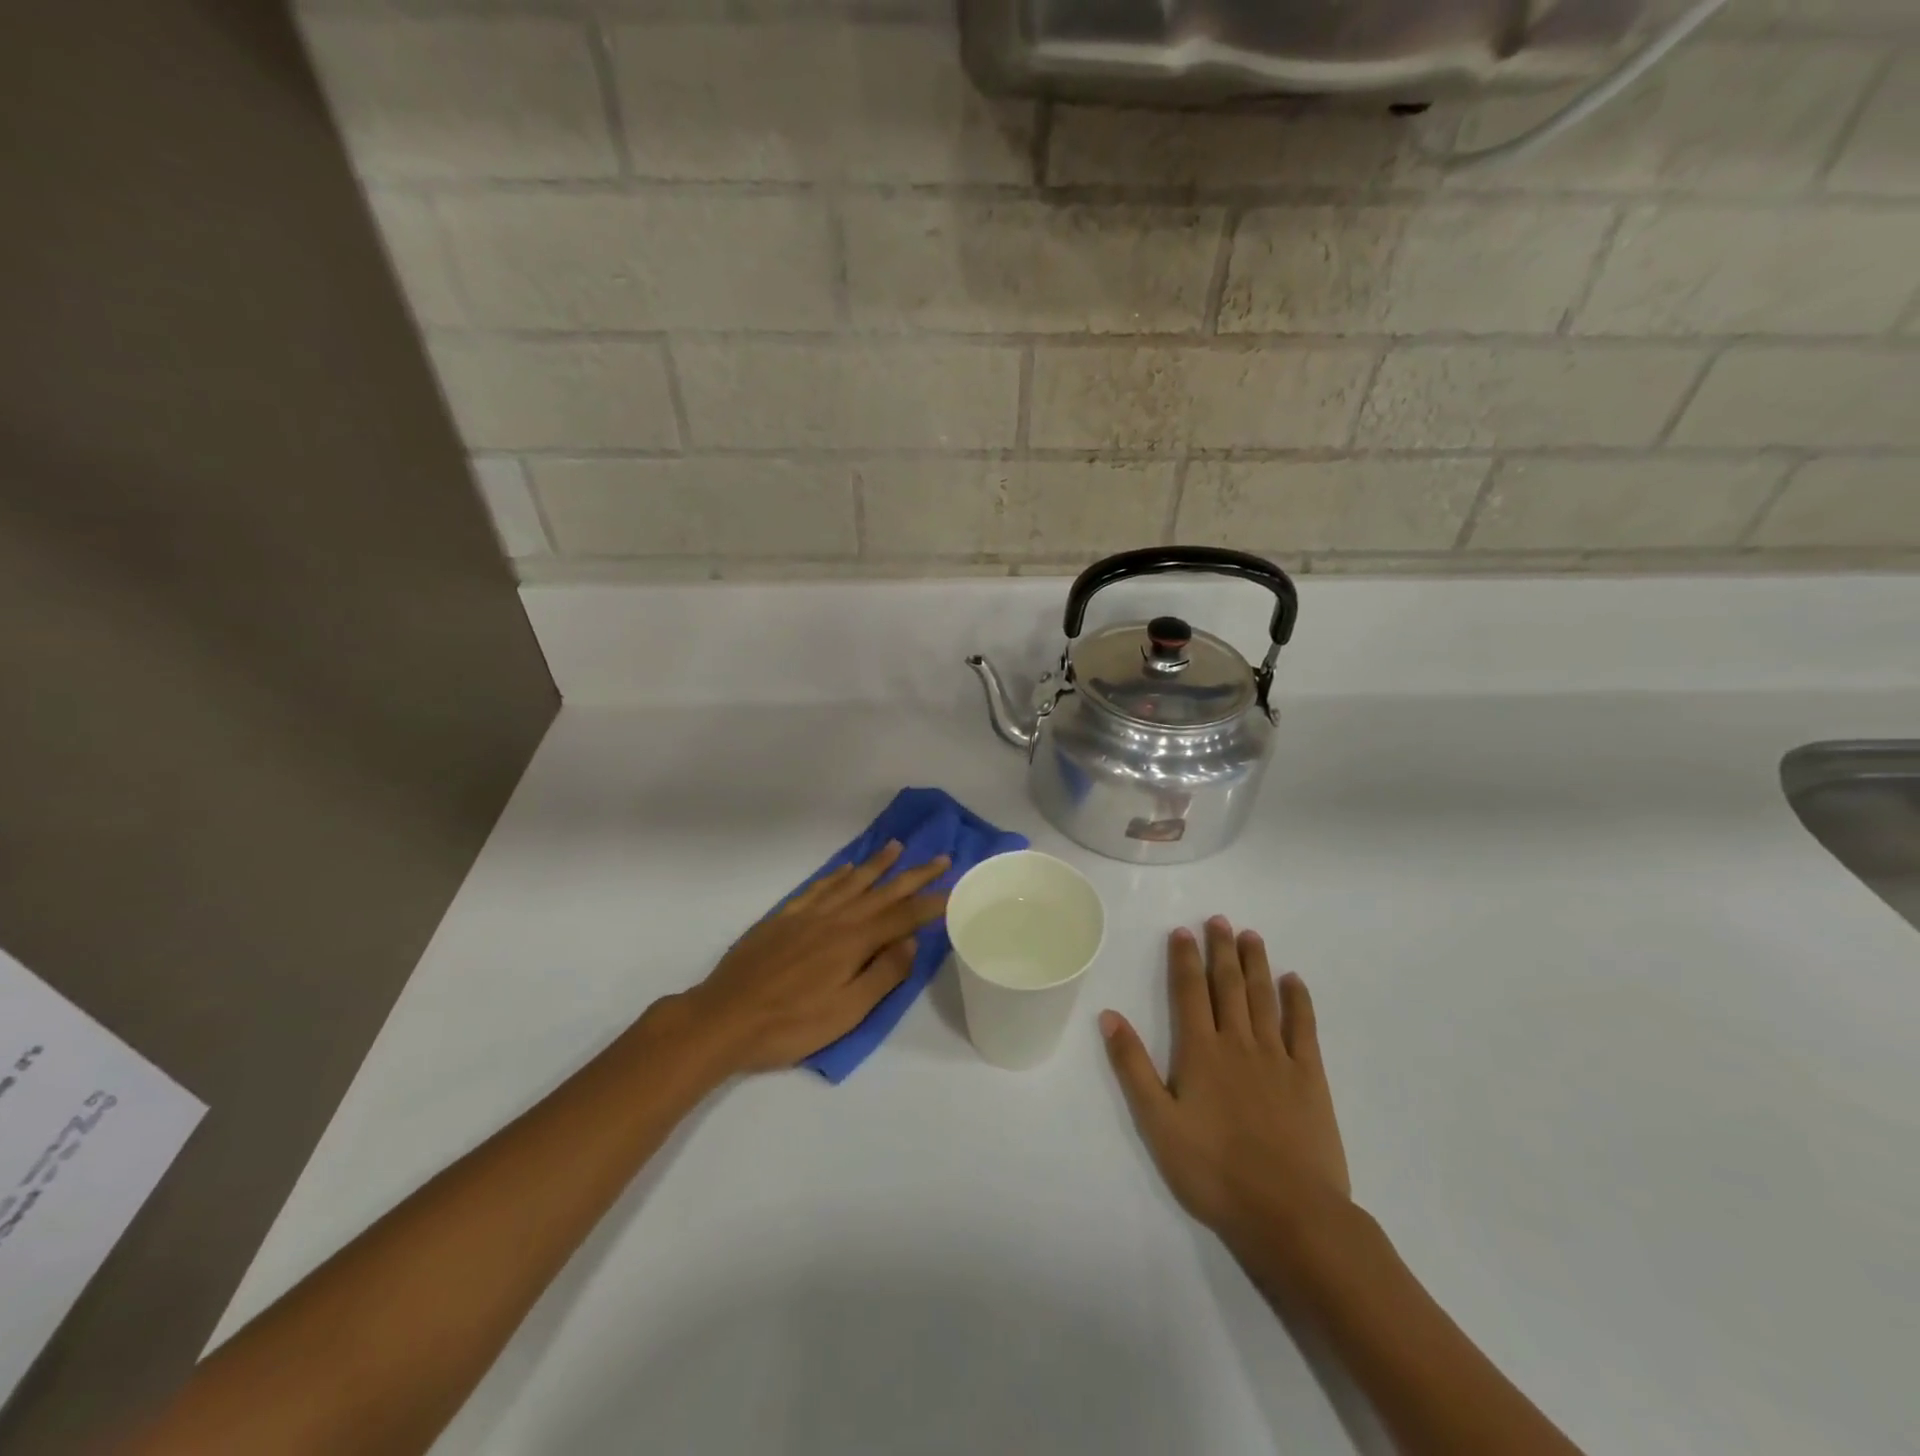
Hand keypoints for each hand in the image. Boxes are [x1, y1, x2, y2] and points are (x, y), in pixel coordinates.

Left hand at [683, 842, 949, 1075]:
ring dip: (877, 864)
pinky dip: (837, 874)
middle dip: (914, 875)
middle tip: (940, 857)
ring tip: (897, 847)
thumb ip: (883, 974)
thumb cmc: (790, 1024)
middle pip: (882, 891)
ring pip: (851, 881)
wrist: (724, 1018)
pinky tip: (847, 868)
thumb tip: (912, 941)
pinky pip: (818, 886)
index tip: (955, 889)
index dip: (931, 903)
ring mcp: (807, 914)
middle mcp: (835, 918)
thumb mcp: (846, 1012)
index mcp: (853, 942)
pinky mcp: (783, 917)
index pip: (903, 917)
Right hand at [1100, 917, 1351, 1248]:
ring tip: (1251, 936)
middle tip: (1219, 920)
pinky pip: (1304, 1028)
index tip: (1183, 931)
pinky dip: (1299, 1001)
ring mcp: (1278, 1058)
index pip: (1190, 991)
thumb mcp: (1157, 1123)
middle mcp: (1239, 1042)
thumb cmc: (1214, 1171)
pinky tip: (1294, 981)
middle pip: (1229, 985)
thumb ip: (1133, 1066)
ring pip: (1265, 998)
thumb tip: (1109, 1015)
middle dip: (1222, 950)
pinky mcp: (1311, 1078)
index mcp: (1201, 1051)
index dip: (1185, 959)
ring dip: (1256, 964)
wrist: (1289, 1213)